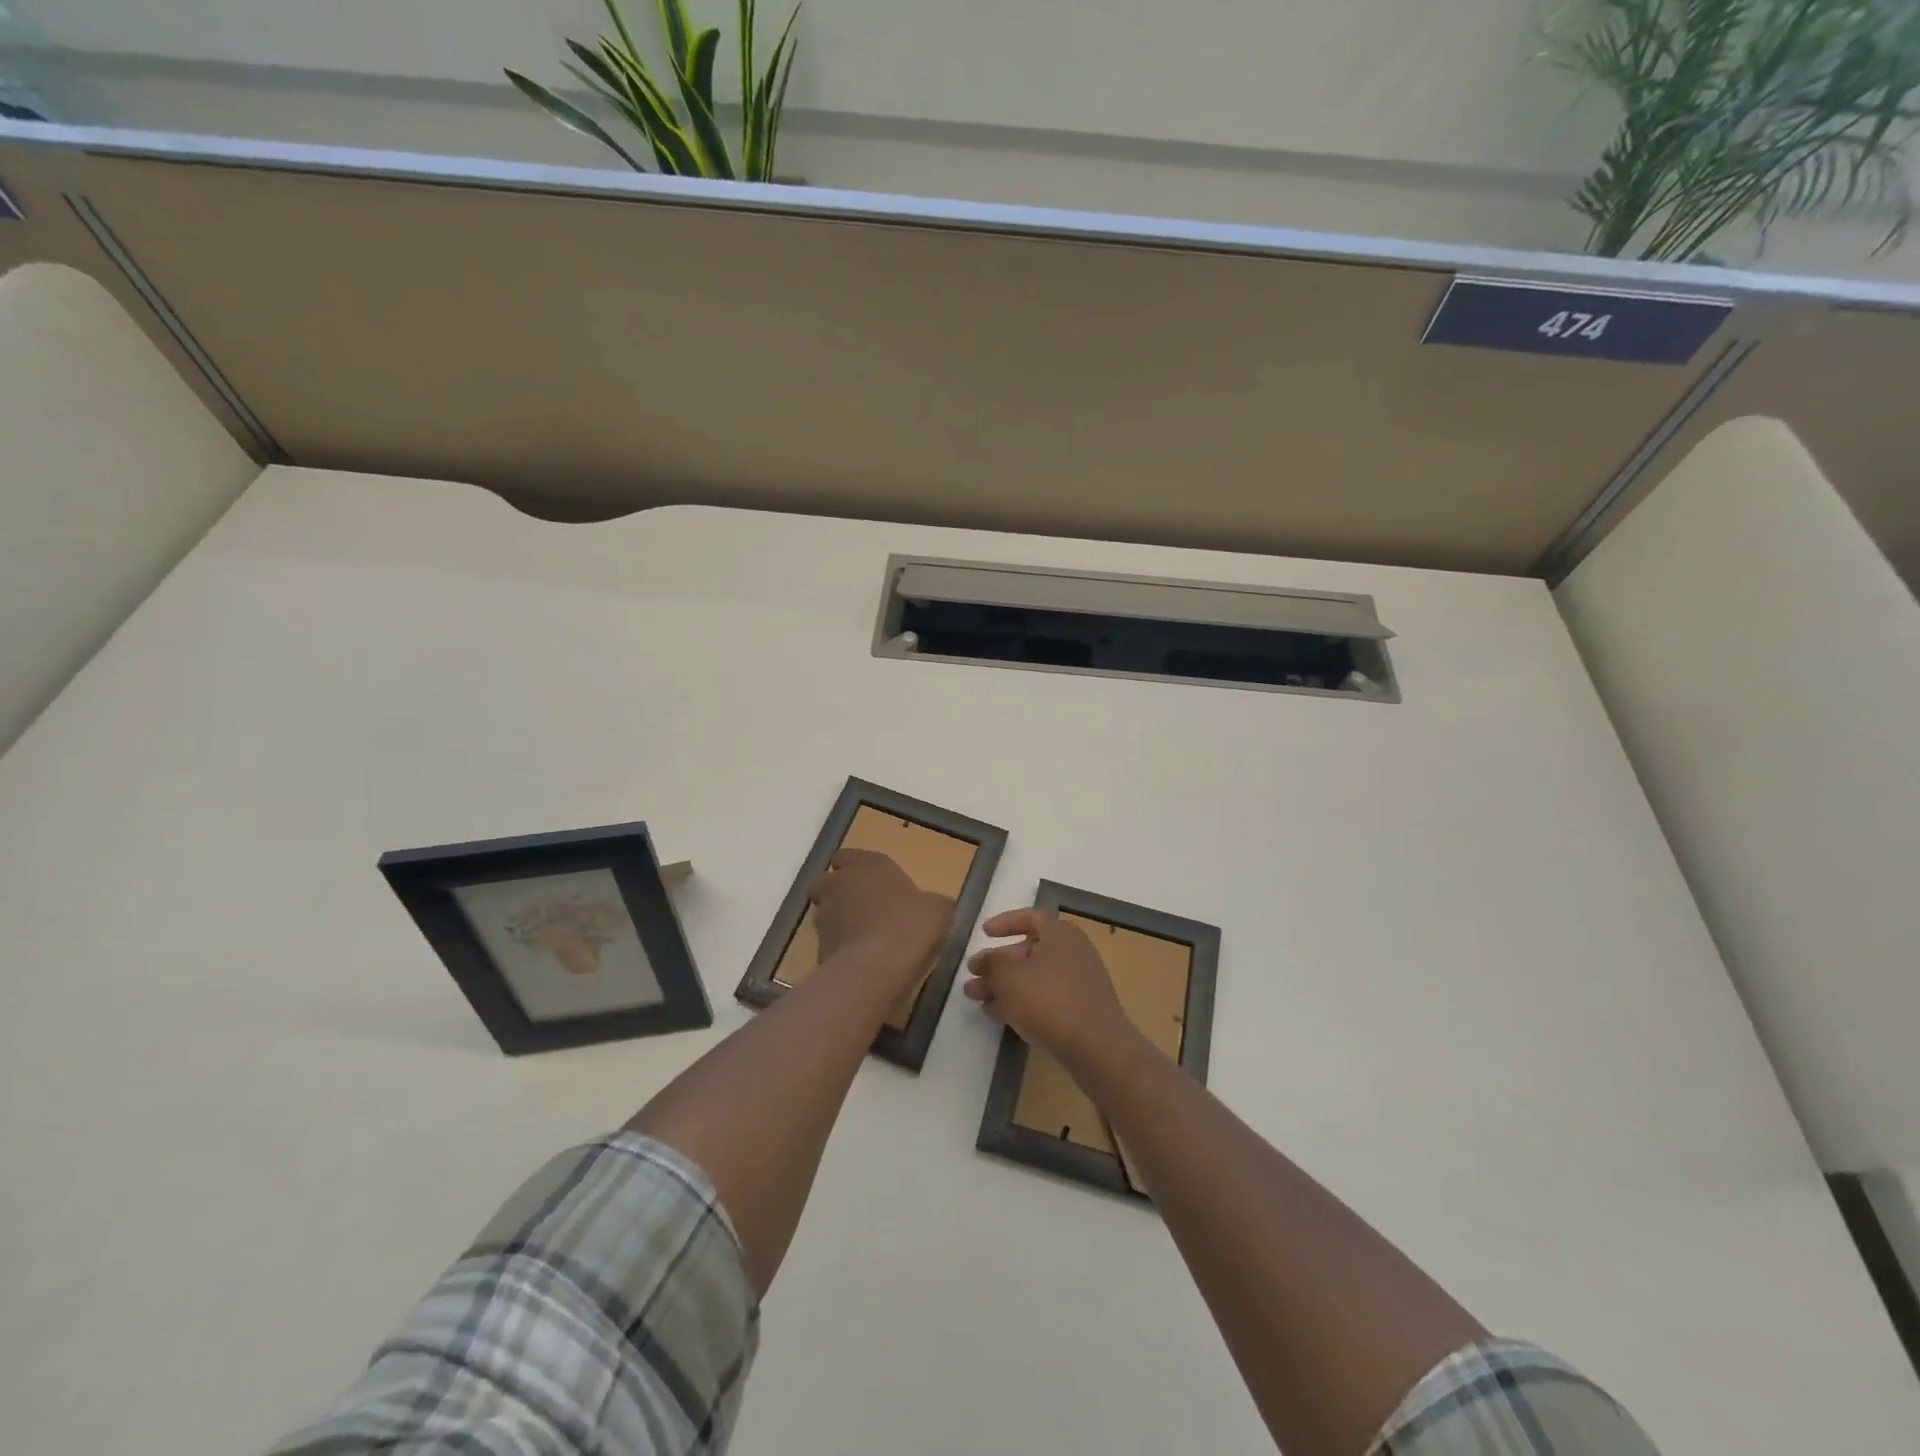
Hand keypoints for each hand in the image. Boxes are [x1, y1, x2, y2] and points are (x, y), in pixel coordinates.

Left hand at [806, 849, 952, 992]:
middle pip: (827, 882)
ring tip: (865, 939)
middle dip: (838, 892)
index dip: (855, 867)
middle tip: (863, 908)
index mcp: (868, 865)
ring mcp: (825, 917)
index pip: (848, 856)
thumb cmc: (910, 925)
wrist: (876, 968)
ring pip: (825, 913)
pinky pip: (829, 943)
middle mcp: (840, 885)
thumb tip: (933, 906)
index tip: (872, 882)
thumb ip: (931, 903)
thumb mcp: (938, 910)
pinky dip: (841, 949)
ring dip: (839, 921)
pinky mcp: (819, 948)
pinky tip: (863, 962)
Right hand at [964, 908, 1140, 1070]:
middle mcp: (1072, 952)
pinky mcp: (1079, 1010)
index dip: (1005, 922)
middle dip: (997, 964)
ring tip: (975, 999)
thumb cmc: (1048, 999)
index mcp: (1060, 933)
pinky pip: (1044, 998)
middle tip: (971, 976)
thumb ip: (990, 964)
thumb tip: (983, 960)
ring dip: (1003, 985)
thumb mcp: (1008, 977)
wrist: (1096, 1047)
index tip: (984, 933)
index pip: (1030, 917)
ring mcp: (1078, 982)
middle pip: (1027, 951)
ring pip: (1033, 977)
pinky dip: (1020, 1002)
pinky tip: (998, 1014)